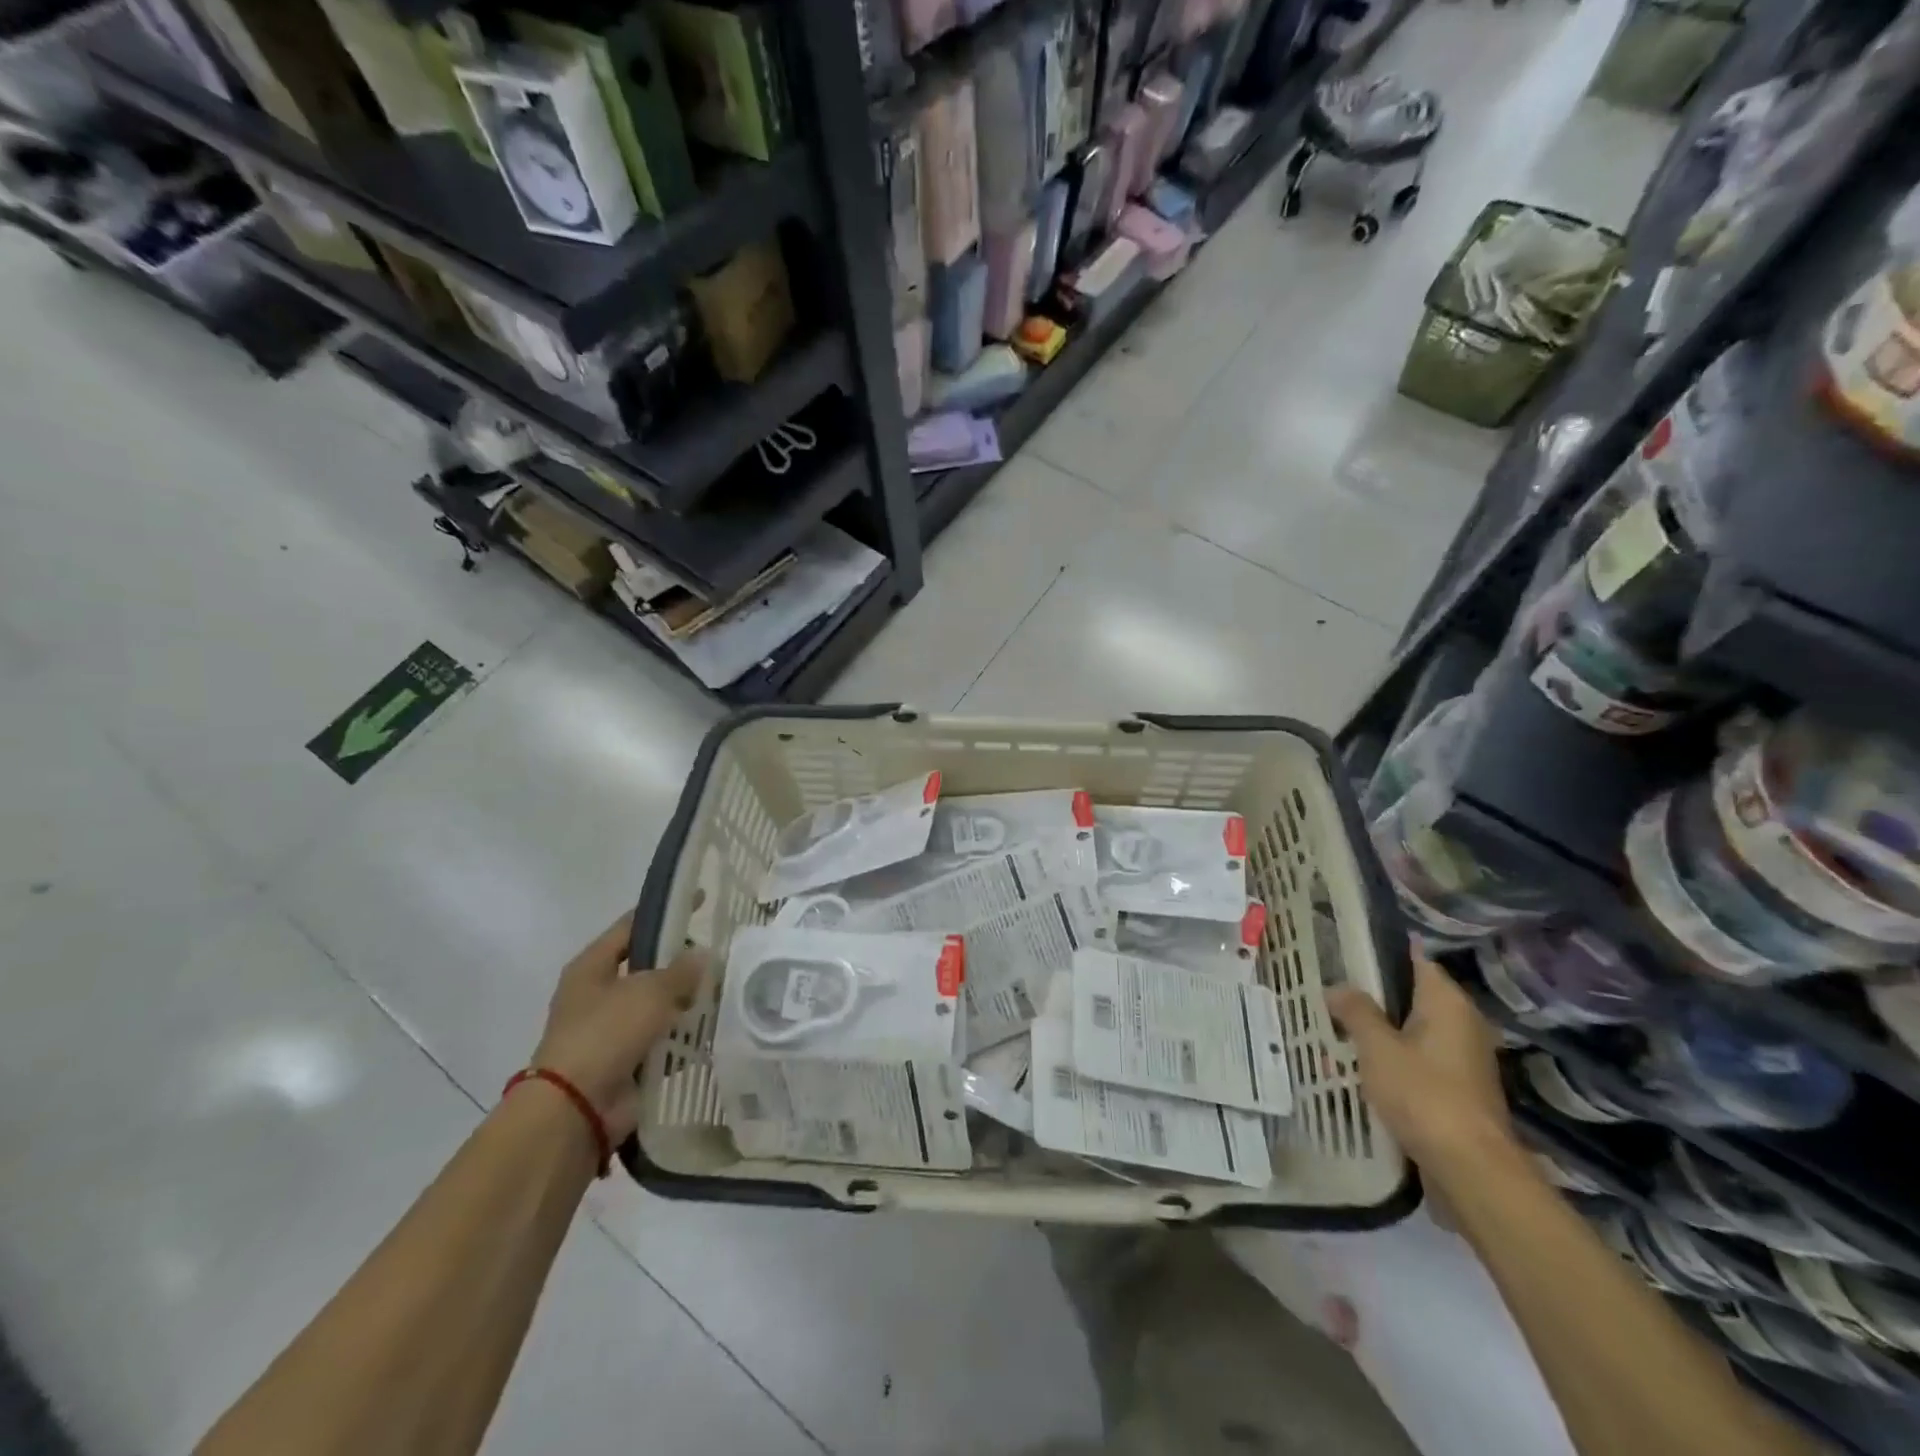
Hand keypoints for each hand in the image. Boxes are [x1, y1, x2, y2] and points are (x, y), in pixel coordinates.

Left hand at [528, 912, 708, 1141]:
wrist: (576, 1109)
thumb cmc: (605, 1034)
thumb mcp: (648, 991)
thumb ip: (680, 970)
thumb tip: (703, 955)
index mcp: (592, 967)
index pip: (632, 926)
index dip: (665, 911)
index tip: (699, 900)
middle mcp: (598, 995)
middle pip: (647, 967)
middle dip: (681, 962)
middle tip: (720, 953)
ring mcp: (611, 1031)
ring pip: (657, 1006)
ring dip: (686, 1002)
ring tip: (727, 990)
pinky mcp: (627, 1062)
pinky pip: (662, 1041)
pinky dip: (684, 1037)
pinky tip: (716, 1028)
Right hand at [1326, 949, 1516, 1178]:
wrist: (1471, 1169)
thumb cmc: (1423, 1094)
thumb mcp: (1377, 1047)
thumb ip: (1355, 1012)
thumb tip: (1337, 987)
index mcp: (1447, 1002)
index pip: (1415, 959)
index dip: (1380, 953)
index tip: (1344, 951)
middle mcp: (1462, 1023)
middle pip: (1411, 996)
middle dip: (1372, 997)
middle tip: (1329, 994)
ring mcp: (1462, 1058)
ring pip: (1411, 1031)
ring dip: (1378, 1032)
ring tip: (1335, 1031)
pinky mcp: (1457, 1089)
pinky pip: (1417, 1060)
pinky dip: (1391, 1059)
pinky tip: (1359, 1069)